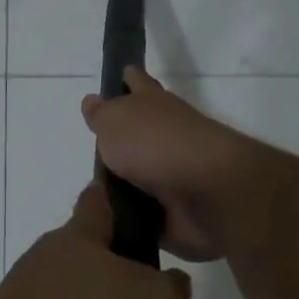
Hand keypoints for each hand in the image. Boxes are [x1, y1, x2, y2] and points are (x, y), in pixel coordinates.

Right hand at [81, 67, 258, 261]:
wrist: (206, 194)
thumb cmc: (155, 145)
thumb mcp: (114, 121)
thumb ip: (101, 114)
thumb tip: (92, 101)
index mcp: (153, 105)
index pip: (137, 83)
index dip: (128, 78)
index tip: (120, 74)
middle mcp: (166, 136)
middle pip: (139, 133)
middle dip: (120, 139)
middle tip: (93, 149)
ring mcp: (173, 175)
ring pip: (140, 176)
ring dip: (122, 184)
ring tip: (93, 193)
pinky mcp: (175, 212)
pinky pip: (143, 215)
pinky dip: (129, 218)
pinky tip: (108, 224)